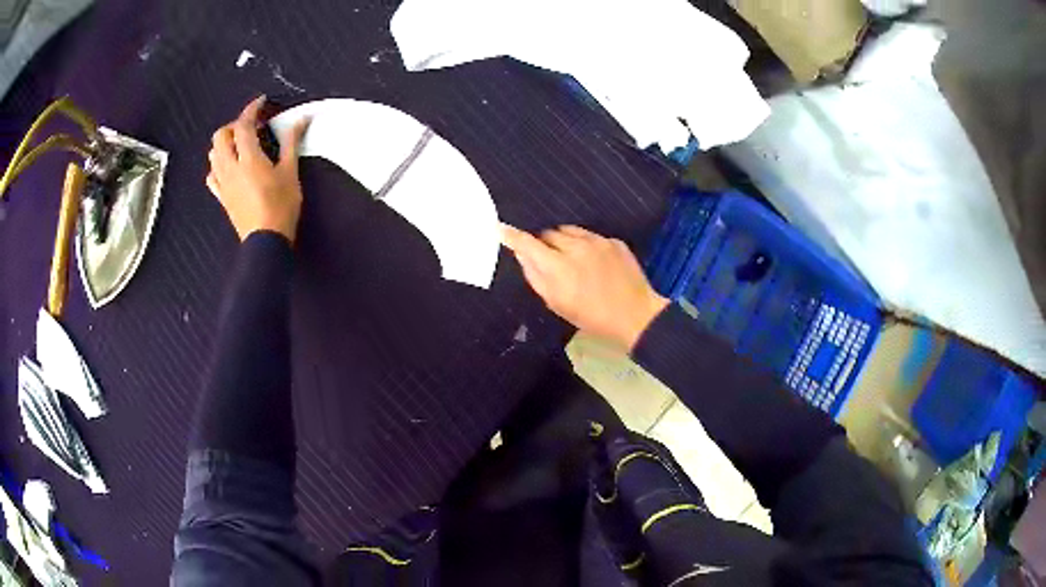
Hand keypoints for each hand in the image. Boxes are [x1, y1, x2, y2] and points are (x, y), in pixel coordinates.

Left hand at [206, 96, 309, 242]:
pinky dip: (217, 165)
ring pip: (213, 154)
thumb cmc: (281, 206)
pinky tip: (229, 167)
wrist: (265, 240)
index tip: (261, 102)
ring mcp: (223, 183)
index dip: (251, 109)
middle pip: (221, 136)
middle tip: (250, 127)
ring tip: (240, 145)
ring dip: (224, 143)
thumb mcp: (290, 172)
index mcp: (248, 158)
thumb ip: (291, 143)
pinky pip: (212, 176)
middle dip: (234, 126)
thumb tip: (301, 119)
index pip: (243, 124)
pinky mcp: (222, 197)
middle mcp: (230, 167)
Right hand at [501, 224, 668, 351]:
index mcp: (558, 266)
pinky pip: (591, 236)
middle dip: (544, 244)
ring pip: (570, 231)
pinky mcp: (614, 241)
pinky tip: (594, 262)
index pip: (528, 243)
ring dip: (565, 241)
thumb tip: (523, 256)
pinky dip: (586, 245)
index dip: (512, 236)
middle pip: (549, 234)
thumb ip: (536, 277)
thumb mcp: (557, 303)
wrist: (635, 315)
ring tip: (572, 259)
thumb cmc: (591, 316)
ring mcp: (597, 241)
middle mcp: (575, 247)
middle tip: (550, 261)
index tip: (501, 228)